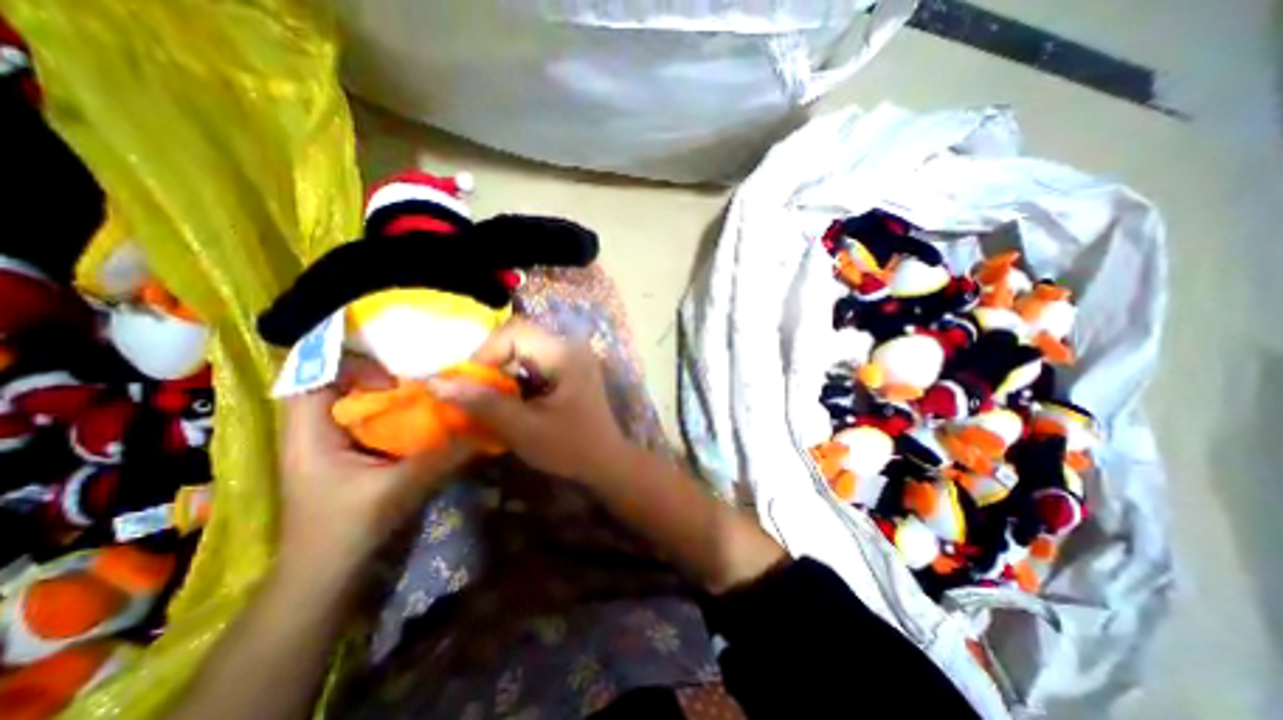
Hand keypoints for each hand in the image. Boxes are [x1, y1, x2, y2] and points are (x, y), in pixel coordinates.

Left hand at [277, 360, 472, 583]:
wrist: (327, 580)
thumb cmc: (345, 534)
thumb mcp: (396, 491)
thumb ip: (440, 457)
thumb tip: (484, 427)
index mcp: (310, 434)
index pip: (314, 377)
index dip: (350, 364)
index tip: (396, 374)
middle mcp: (321, 431)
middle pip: (345, 385)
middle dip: (384, 374)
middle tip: (426, 375)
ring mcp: (341, 444)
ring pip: (366, 403)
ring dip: (398, 395)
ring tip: (435, 390)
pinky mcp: (361, 456)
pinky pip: (382, 423)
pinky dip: (405, 415)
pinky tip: (434, 418)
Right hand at [428, 318, 632, 484]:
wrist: (606, 461)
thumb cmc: (570, 448)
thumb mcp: (523, 428)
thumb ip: (482, 403)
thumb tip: (436, 383)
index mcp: (564, 353)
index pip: (514, 332)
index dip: (484, 353)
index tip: (467, 384)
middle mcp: (570, 346)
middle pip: (518, 338)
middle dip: (490, 363)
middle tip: (474, 391)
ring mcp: (571, 356)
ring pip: (523, 350)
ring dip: (501, 371)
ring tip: (489, 398)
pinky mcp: (569, 369)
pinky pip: (533, 362)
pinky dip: (515, 378)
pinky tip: (510, 400)